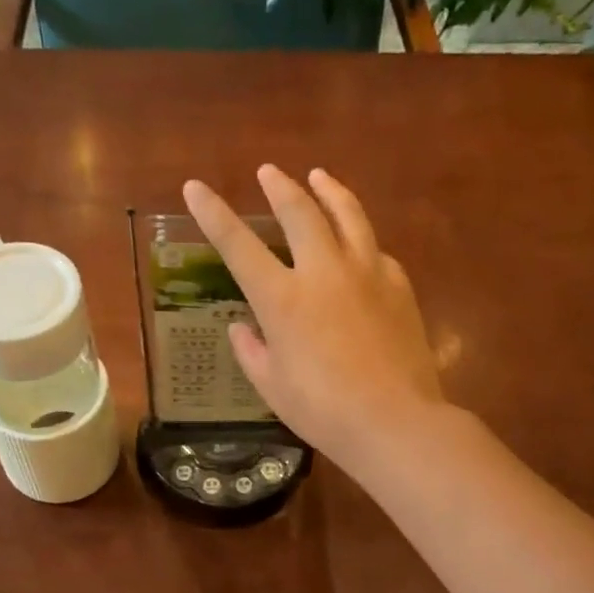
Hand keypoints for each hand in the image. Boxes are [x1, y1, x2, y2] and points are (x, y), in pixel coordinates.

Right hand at [181, 166, 446, 471]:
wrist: (393, 421)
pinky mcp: (398, 285)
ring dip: (329, 190)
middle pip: (299, 212)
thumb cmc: (323, 411)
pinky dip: (360, 239)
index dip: (213, 213)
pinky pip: (374, 249)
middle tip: (269, 172)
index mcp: (282, 299)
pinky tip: (358, 244)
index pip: (237, 245)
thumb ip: (252, 352)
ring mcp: (366, 273)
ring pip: (347, 214)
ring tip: (319, 176)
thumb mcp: (272, 387)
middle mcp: (322, 272)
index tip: (195, 187)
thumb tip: (241, 329)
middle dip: (280, 187)